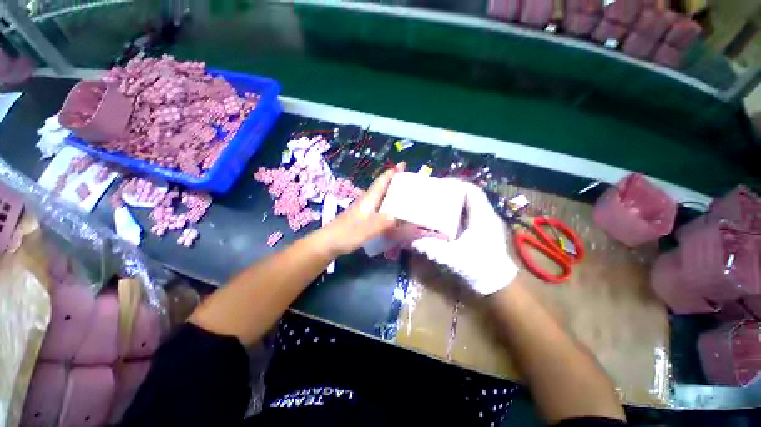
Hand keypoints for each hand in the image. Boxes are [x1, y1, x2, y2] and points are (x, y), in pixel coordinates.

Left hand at [323, 163, 404, 255]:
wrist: (327, 243)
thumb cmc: (345, 234)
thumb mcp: (365, 230)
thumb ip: (380, 223)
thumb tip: (396, 217)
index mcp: (368, 201)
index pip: (381, 183)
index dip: (391, 173)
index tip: (402, 164)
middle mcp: (366, 202)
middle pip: (381, 188)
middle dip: (393, 181)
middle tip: (408, 180)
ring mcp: (363, 210)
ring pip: (379, 197)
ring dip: (390, 193)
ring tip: (404, 194)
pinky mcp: (361, 218)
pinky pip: (378, 207)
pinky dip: (386, 205)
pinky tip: (391, 212)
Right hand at [411, 181, 517, 295]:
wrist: (498, 285)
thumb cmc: (479, 268)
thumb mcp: (453, 257)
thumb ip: (432, 248)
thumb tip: (411, 240)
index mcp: (482, 217)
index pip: (472, 191)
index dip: (456, 184)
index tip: (439, 184)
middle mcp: (486, 216)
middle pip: (469, 196)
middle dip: (451, 192)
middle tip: (433, 194)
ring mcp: (486, 224)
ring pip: (469, 206)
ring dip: (453, 203)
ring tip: (436, 204)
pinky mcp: (483, 232)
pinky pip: (468, 216)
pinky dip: (456, 214)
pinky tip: (444, 220)